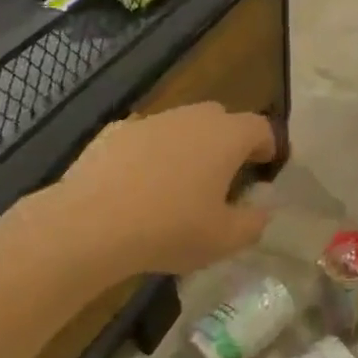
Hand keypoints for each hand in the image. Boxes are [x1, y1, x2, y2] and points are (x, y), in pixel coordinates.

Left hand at [26, 103, 275, 283]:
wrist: (89, 225)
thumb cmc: (170, 228)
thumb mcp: (225, 240)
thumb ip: (253, 223)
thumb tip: (262, 210)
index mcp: (226, 136)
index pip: (260, 127)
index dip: (268, 145)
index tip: (266, 166)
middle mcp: (192, 118)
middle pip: (221, 118)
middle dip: (228, 141)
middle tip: (226, 174)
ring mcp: (151, 121)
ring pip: (181, 125)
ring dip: (188, 146)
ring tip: (181, 182)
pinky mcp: (114, 132)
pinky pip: (145, 138)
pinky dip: (150, 154)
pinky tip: (138, 185)